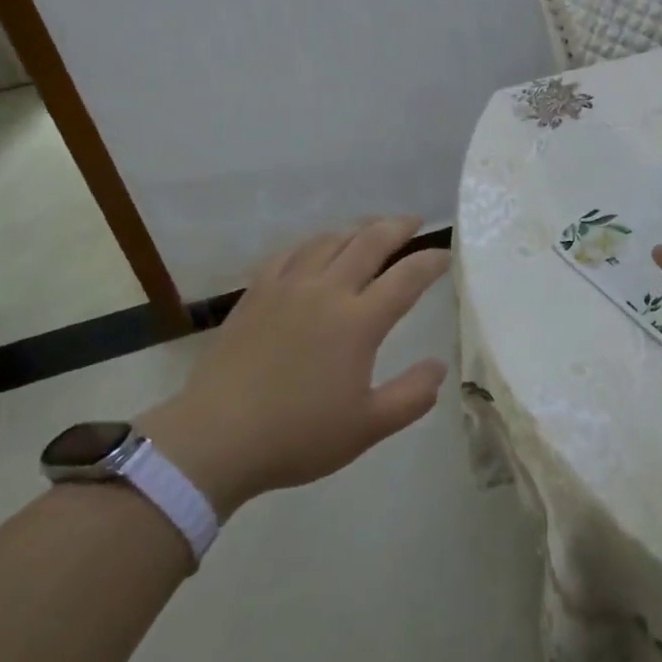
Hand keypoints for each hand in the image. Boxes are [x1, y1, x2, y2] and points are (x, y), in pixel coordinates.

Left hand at [137, 217, 449, 517]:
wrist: (215, 438)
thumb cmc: (297, 436)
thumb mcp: (367, 428)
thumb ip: (411, 396)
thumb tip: (439, 366)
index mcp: (358, 322)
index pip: (407, 277)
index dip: (431, 261)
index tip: (446, 255)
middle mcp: (327, 291)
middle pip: (370, 242)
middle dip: (398, 227)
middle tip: (414, 222)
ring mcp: (288, 287)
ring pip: (329, 240)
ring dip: (357, 229)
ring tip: (370, 230)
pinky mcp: (256, 292)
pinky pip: (290, 253)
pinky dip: (312, 244)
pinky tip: (315, 249)